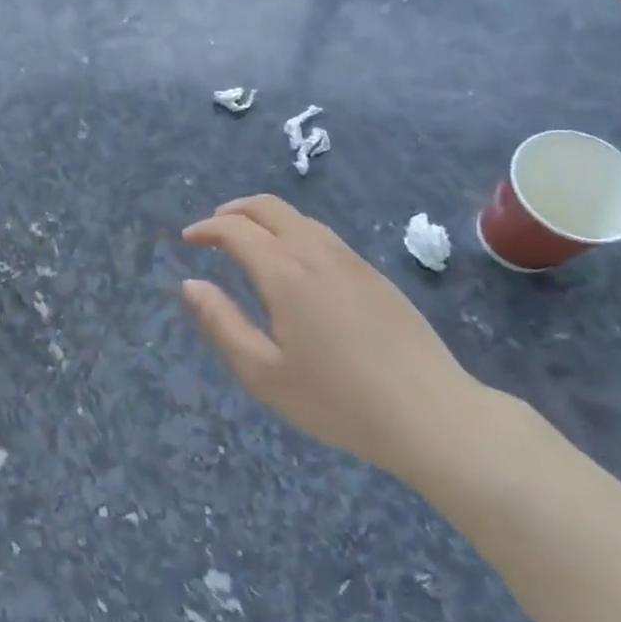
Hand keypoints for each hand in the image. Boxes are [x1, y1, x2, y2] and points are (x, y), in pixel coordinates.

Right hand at [182, 195, 486, 482]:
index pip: (235, 229)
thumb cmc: (338, 400)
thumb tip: (191, 285)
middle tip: (213, 231)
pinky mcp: (374, 274)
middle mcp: (315, 252)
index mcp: (284, 272)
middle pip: (268, 207)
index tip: (188, 239)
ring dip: (264, 219)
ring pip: (298, 217)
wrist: (432, 414)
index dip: (206, 228)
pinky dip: (292, 233)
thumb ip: (222, 323)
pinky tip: (293, 266)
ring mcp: (350, 259)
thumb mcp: (264, 373)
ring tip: (248, 244)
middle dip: (233, 211)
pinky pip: (322, 235)